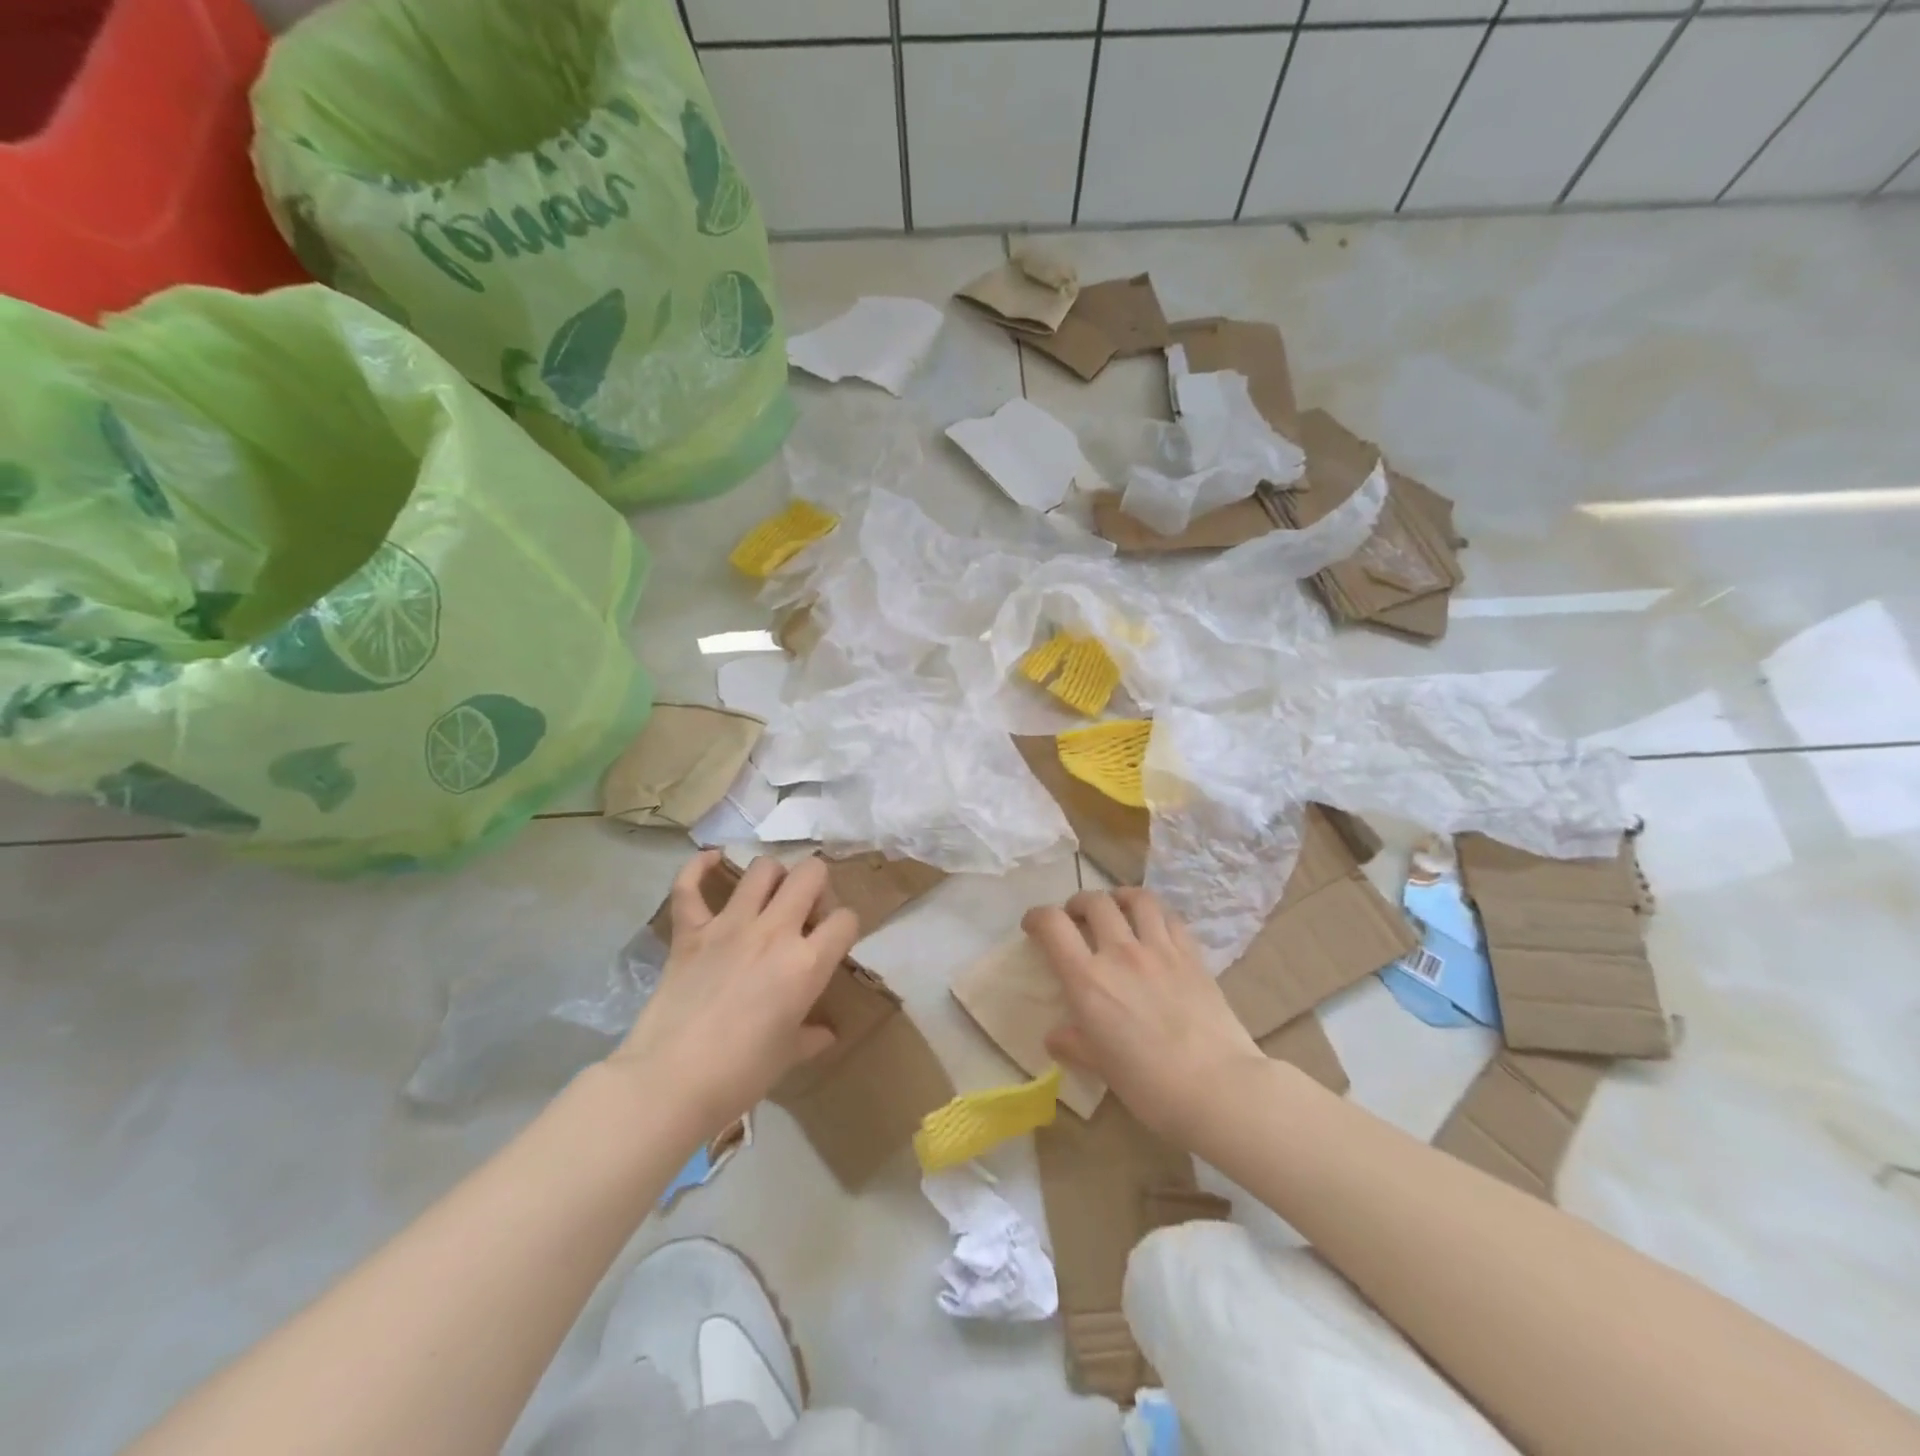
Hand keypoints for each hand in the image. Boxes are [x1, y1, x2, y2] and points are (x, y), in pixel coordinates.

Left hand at [609, 852, 857, 1139]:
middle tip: (805, 912)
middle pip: (810, 874)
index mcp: (807, 964)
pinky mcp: (689, 932)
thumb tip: (826, 1034)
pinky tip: (711, 862)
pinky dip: (699, 868)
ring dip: (773, 876)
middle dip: (816, 885)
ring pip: (762, 869)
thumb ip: (810, 1036)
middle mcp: (774, 932)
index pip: (846, 920)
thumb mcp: (787, 1057)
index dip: (846, 927)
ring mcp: (729, 926)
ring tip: (769, 896)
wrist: (670, 1082)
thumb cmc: (740, 1075)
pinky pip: (689, 886)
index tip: (834, 941)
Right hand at [1023, 888, 1263, 1143]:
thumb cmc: (1150, 1085)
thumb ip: (1075, 1044)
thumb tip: (1055, 1037)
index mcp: (1088, 980)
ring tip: (1117, 908)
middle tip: (1076, 917)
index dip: (1037, 916)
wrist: (1218, 1087)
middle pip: (1094, 902)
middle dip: (1079, 903)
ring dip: (1119, 897)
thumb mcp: (1102, 1067)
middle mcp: (1120, 953)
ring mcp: (1160, 949)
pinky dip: (1156, 914)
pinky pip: (1170, 918)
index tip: (1033, 925)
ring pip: (1136, 899)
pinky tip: (1155, 927)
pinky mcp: (1192, 955)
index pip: (1053, 925)